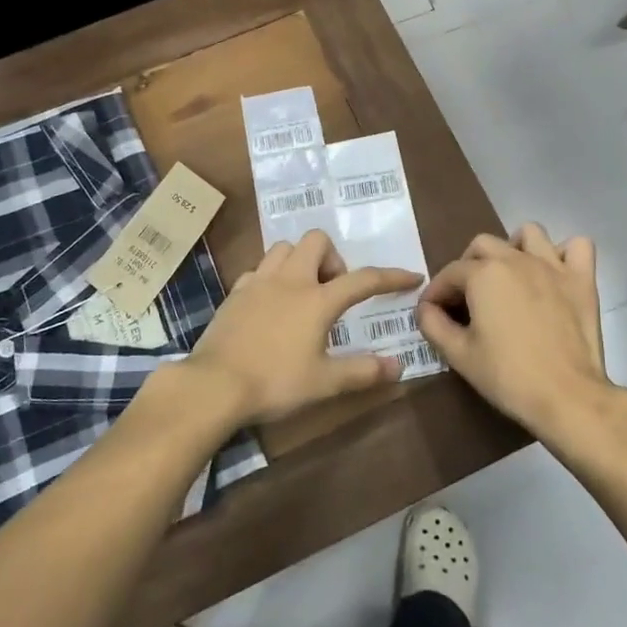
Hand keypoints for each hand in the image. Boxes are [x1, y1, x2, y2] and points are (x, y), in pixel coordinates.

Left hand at [185, 230, 421, 423]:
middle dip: (332, 258)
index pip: (364, 279)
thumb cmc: (275, 382)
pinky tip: (272, 304)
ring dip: (301, 261)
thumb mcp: (325, 383)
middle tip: (333, 291)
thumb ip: (363, 371)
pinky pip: (259, 269)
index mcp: (317, 299)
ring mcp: (258, 282)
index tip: (411, 276)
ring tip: (304, 293)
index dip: (391, 276)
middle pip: (316, 241)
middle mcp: (290, 280)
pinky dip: (272, 277)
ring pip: (284, 248)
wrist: (214, 385)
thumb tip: (398, 367)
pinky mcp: (235, 292)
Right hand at [417, 224, 621, 442]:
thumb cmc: (507, 376)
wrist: (566, 396)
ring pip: (529, 234)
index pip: (449, 273)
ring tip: (509, 276)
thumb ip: (433, 325)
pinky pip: (578, 246)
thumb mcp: (459, 355)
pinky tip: (554, 274)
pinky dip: (564, 253)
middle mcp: (516, 259)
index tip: (432, 313)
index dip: (436, 292)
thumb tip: (425, 309)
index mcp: (483, 274)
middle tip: (466, 297)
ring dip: (514, 248)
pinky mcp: (582, 280)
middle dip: (468, 266)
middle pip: (483, 246)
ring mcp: (553, 266)